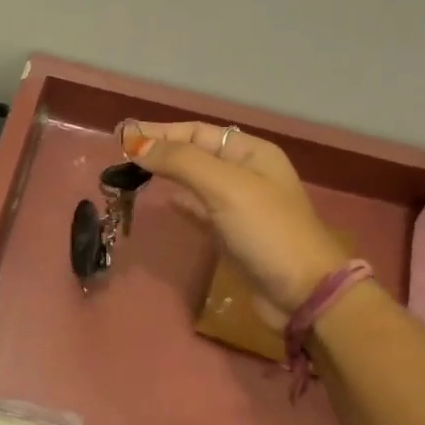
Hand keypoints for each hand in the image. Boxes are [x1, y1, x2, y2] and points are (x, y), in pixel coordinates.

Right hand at [122, 120, 346, 325]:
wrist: (302, 293)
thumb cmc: (266, 231)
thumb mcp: (225, 187)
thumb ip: (181, 162)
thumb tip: (137, 145)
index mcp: (251, 153)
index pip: (197, 132)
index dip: (161, 132)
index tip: (123, 136)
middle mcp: (246, 174)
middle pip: (195, 154)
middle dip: (161, 151)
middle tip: (122, 154)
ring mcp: (239, 206)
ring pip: (195, 182)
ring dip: (167, 175)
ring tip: (133, 174)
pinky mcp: (232, 236)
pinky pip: (200, 210)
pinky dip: (181, 203)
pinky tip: (164, 201)